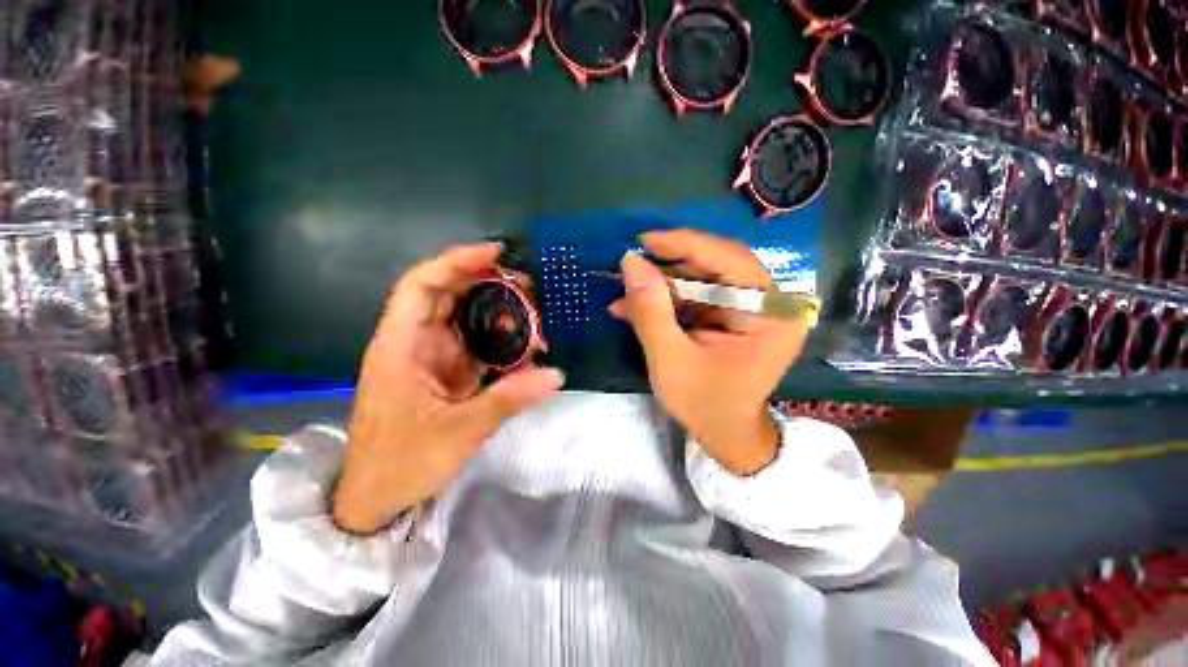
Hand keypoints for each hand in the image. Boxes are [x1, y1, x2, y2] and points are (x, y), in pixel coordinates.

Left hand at [333, 243, 564, 534]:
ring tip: (534, 310)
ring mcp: (431, 358)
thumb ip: (508, 399)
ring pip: (464, 319)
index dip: (456, 261)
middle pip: (447, 295)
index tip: (496, 253)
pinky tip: (525, 344)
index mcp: (401, 346)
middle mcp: (414, 343)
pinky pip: (474, 345)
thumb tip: (557, 375)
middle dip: (486, 282)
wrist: (377, 499)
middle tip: (529, 284)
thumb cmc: (402, 463)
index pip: (422, 285)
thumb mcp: (458, 432)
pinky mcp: (446, 373)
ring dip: (497, 311)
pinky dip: (499, 340)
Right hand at [610, 230, 809, 475]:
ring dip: (662, 286)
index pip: (730, 259)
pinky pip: (698, 296)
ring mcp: (753, 308)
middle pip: (716, 266)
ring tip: (626, 297)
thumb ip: (650, 310)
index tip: (644, 240)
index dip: (685, 244)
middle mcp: (770, 303)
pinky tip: (637, 307)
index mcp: (770, 314)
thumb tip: (630, 261)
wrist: (724, 434)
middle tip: (631, 269)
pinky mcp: (734, 315)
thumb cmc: (704, 404)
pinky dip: (667, 299)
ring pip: (702, 279)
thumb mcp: (670, 359)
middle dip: (668, 268)